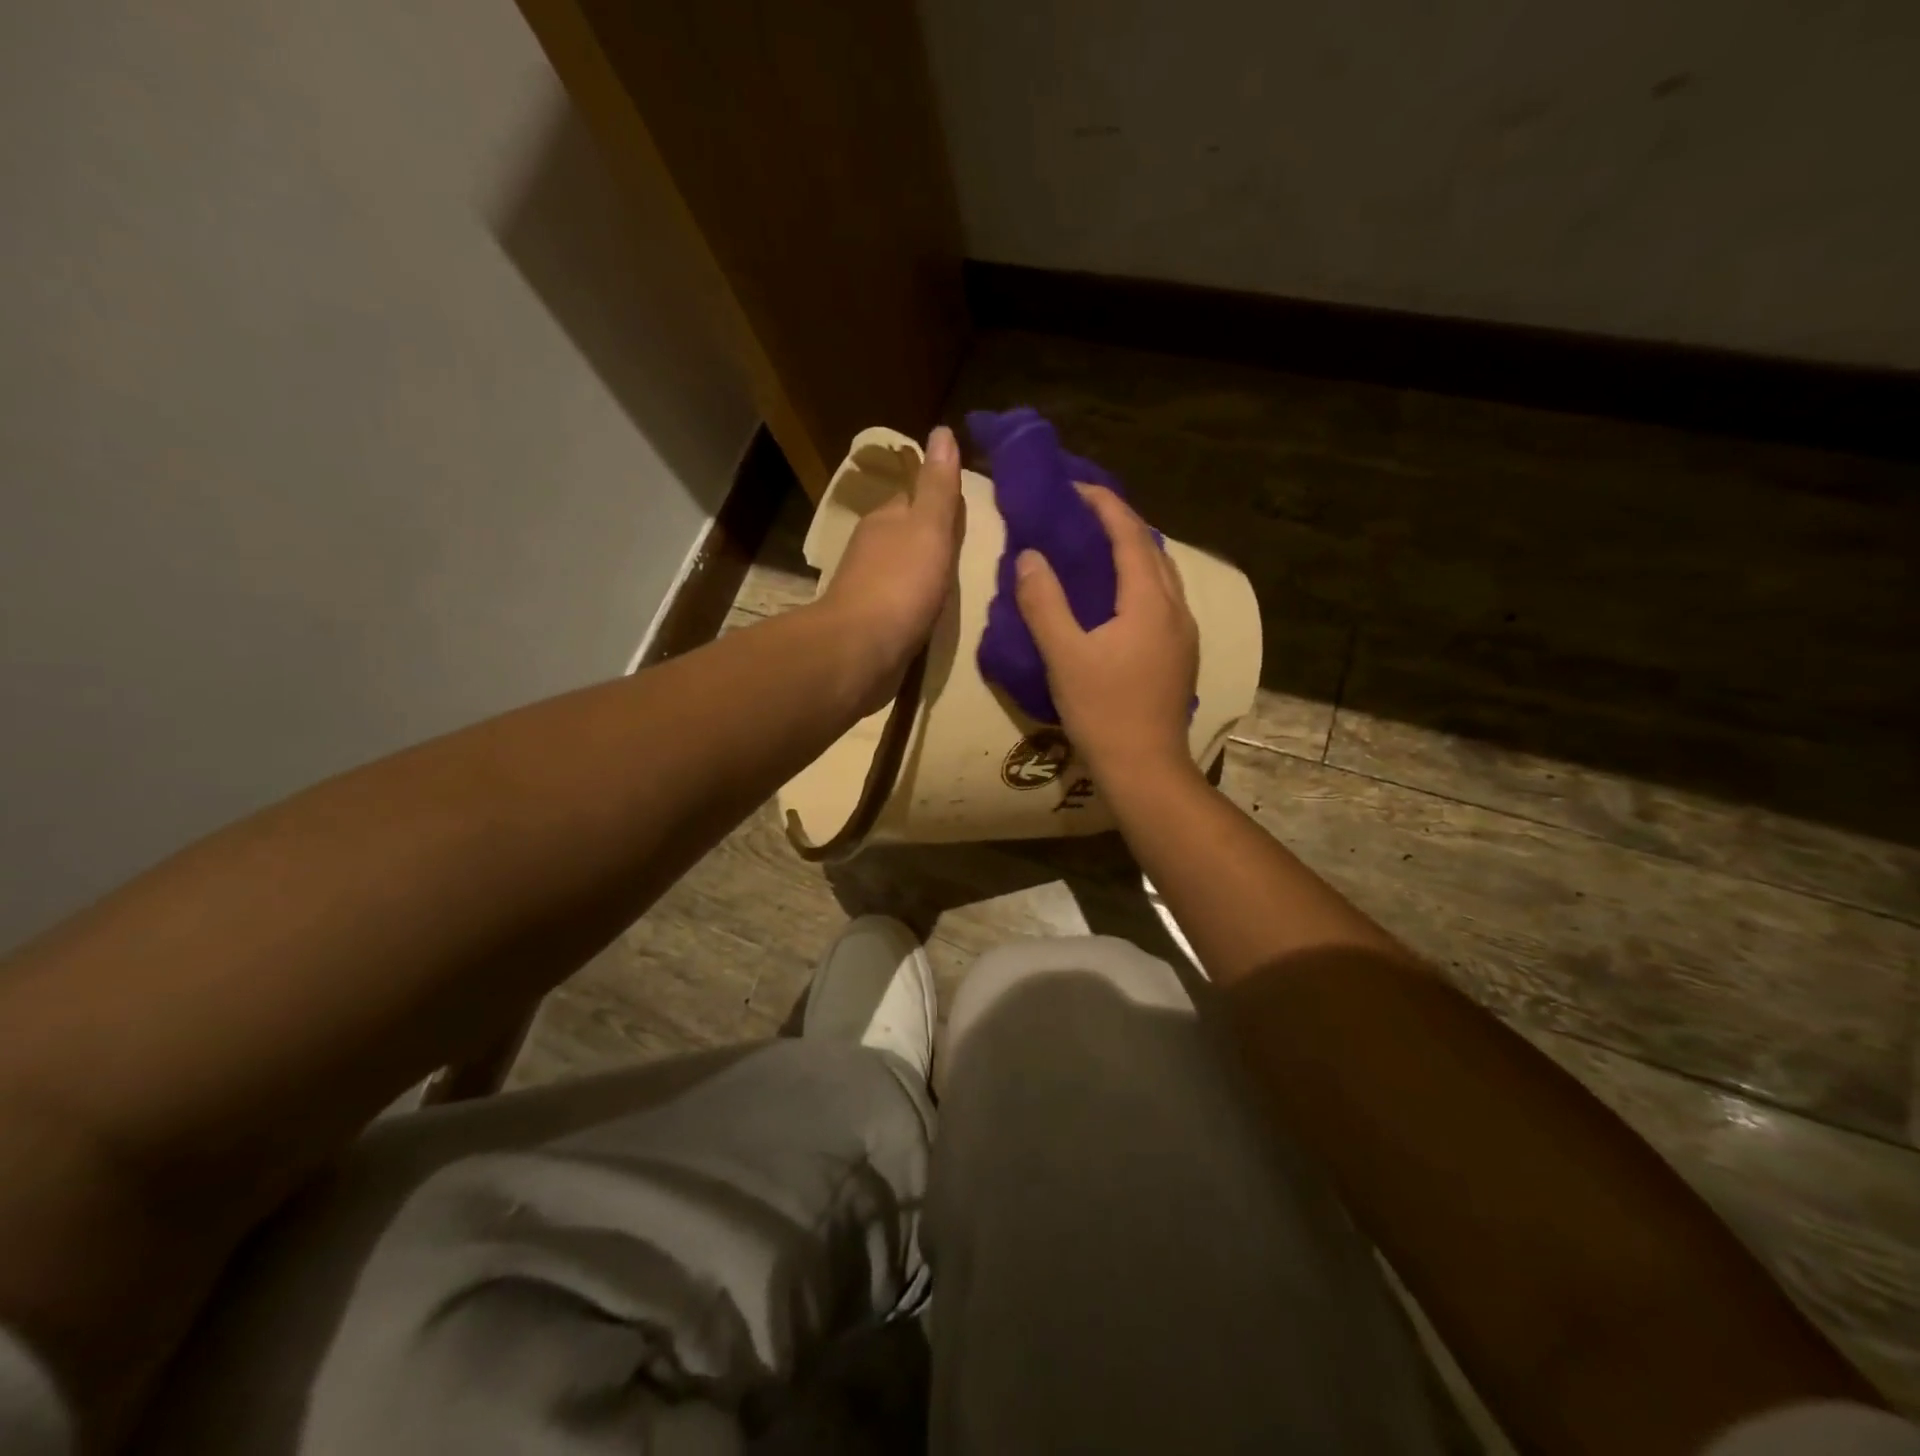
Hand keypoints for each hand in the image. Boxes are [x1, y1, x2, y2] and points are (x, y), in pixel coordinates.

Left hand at [817, 425, 963, 709]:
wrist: (860, 652)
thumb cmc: (900, 585)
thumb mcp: (929, 528)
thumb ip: (938, 487)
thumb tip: (941, 431)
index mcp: (886, 520)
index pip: (915, 498)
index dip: (940, 499)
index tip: (970, 508)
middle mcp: (873, 550)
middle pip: (909, 535)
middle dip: (934, 539)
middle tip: (973, 548)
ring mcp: (869, 589)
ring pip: (904, 571)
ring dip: (926, 574)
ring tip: (962, 583)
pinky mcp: (872, 625)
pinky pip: (902, 606)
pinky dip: (918, 605)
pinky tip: (936, 614)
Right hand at [1015, 485, 1199, 782]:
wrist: (1145, 768)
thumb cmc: (1103, 711)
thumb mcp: (1063, 655)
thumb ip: (1044, 602)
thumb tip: (1030, 556)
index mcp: (1149, 600)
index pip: (1130, 534)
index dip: (1103, 504)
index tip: (1074, 487)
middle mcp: (1176, 608)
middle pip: (1152, 549)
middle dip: (1119, 524)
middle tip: (1080, 516)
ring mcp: (1184, 633)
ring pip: (1161, 576)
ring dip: (1132, 554)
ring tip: (1095, 550)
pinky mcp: (1181, 655)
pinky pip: (1161, 600)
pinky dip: (1138, 583)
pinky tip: (1115, 599)